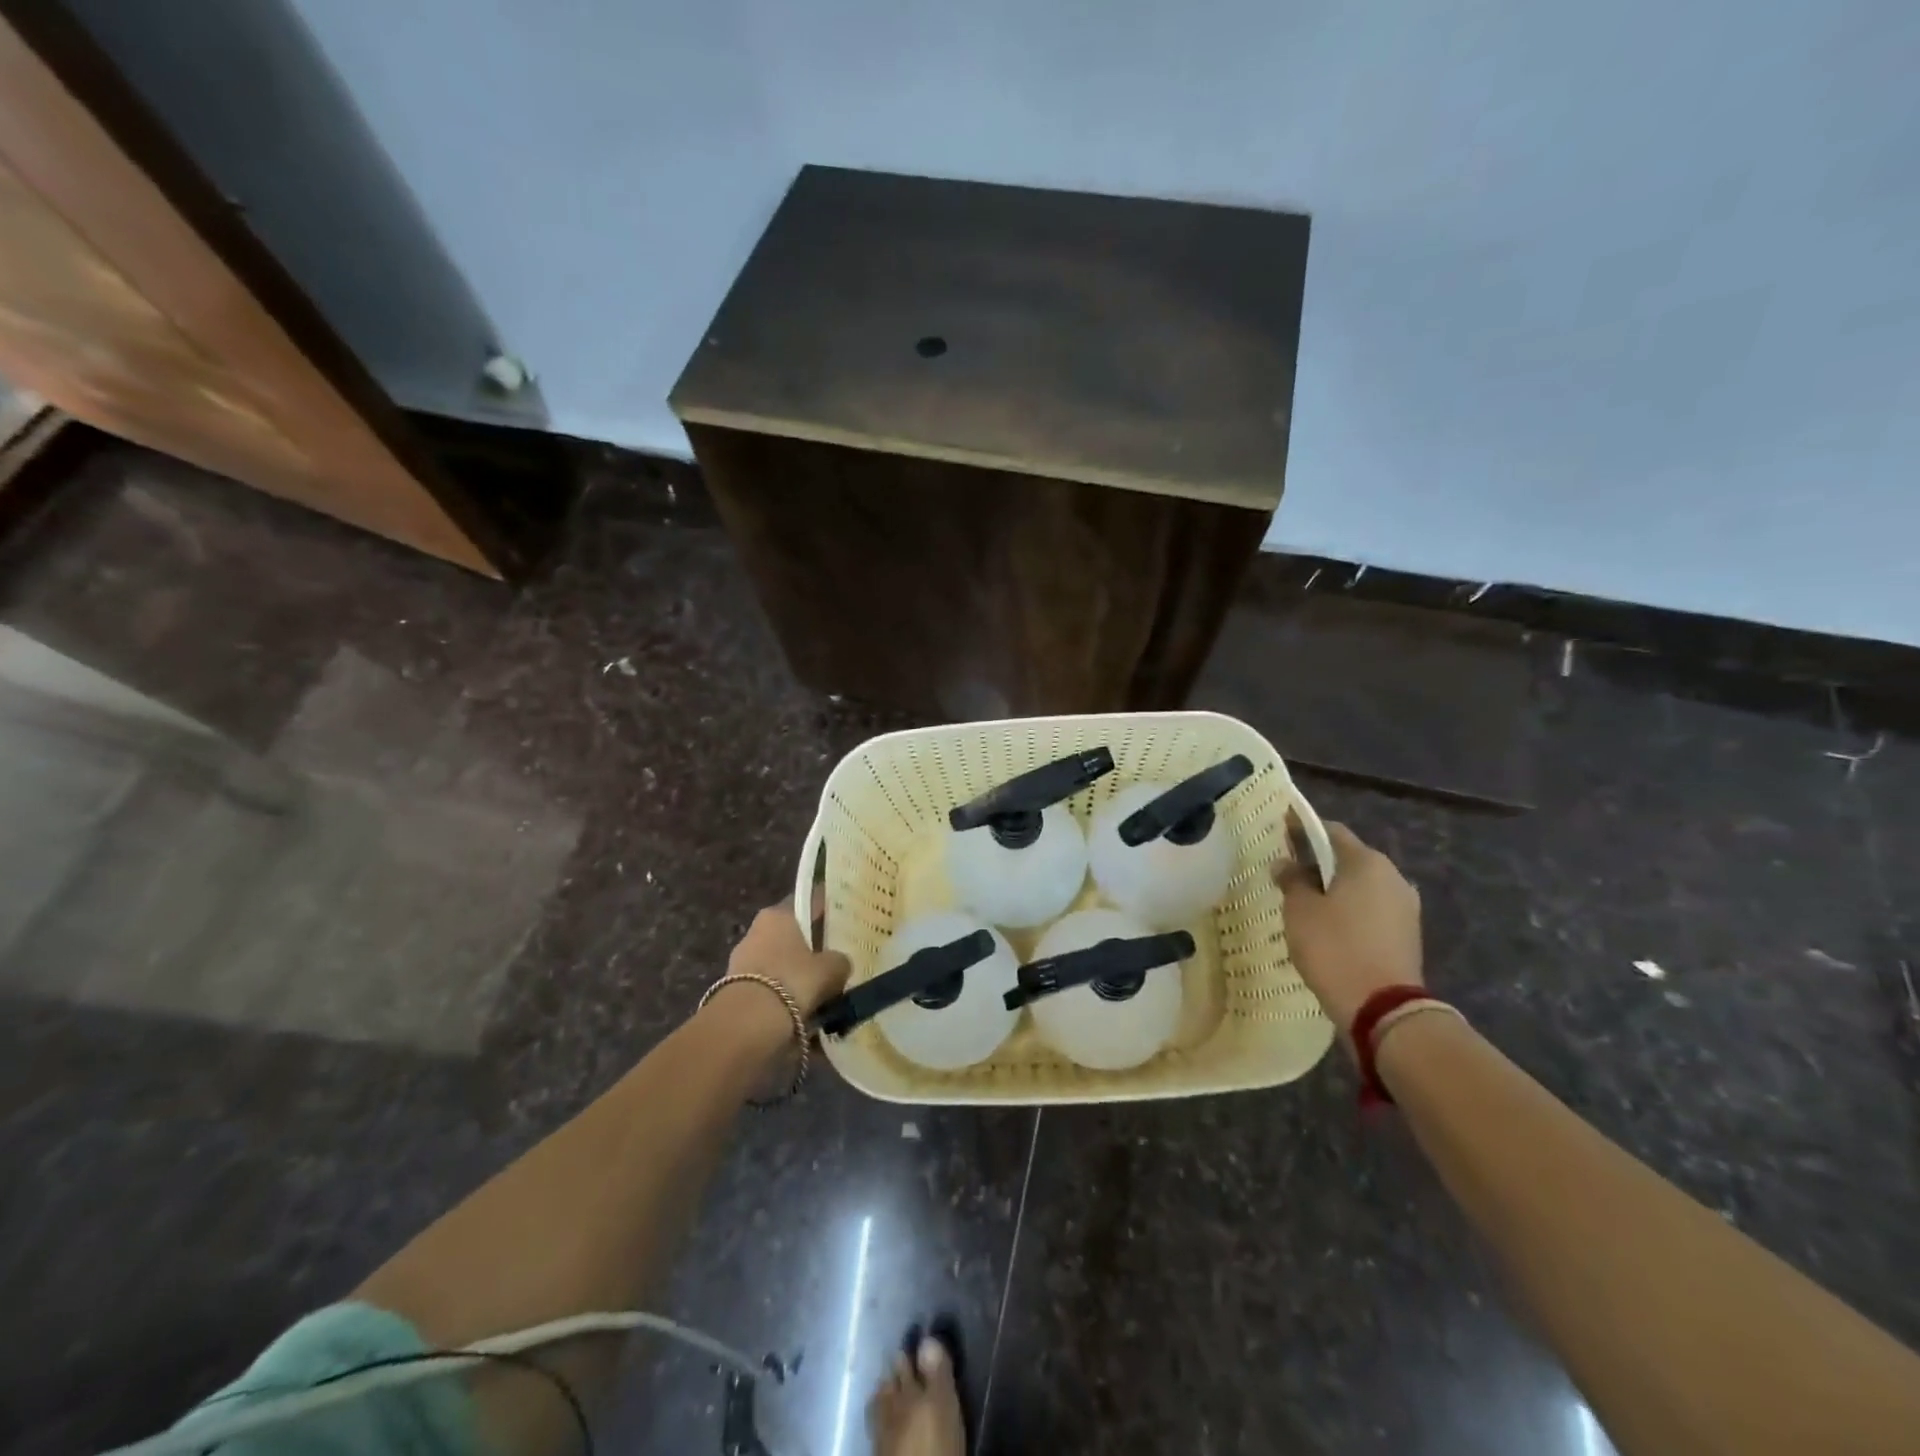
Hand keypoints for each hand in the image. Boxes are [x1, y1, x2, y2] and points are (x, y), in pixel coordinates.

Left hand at [725, 901, 849, 1022]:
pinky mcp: (734, 989)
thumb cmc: (793, 981)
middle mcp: (756, 930)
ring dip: (795, 975)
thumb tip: (840, 963)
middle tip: (833, 964)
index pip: (805, 904)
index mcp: (778, 914)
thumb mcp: (831, 969)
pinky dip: (783, 996)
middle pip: (790, 936)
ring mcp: (741, 960)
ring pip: (779, 963)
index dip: (824, 912)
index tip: (840, 923)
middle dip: (809, 950)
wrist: (747, 1024)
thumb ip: (840, 961)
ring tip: (820, 995)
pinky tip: (800, 1012)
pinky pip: (768, 987)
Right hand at [1274, 822, 1422, 1038]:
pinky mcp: (1407, 934)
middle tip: (1288, 871)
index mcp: (1367, 862)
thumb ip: (1292, 880)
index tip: (1281, 831)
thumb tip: (1286, 863)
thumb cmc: (1334, 947)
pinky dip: (1349, 911)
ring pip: (1361, 886)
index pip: (1331, 831)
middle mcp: (1393, 876)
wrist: (1382, 1008)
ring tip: (1305, 902)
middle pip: (1348, 858)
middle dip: (1318, 862)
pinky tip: (1328, 927)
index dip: (1303, 829)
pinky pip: (1371, 910)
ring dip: (1334, 889)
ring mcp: (1405, 907)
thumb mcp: (1300, 910)